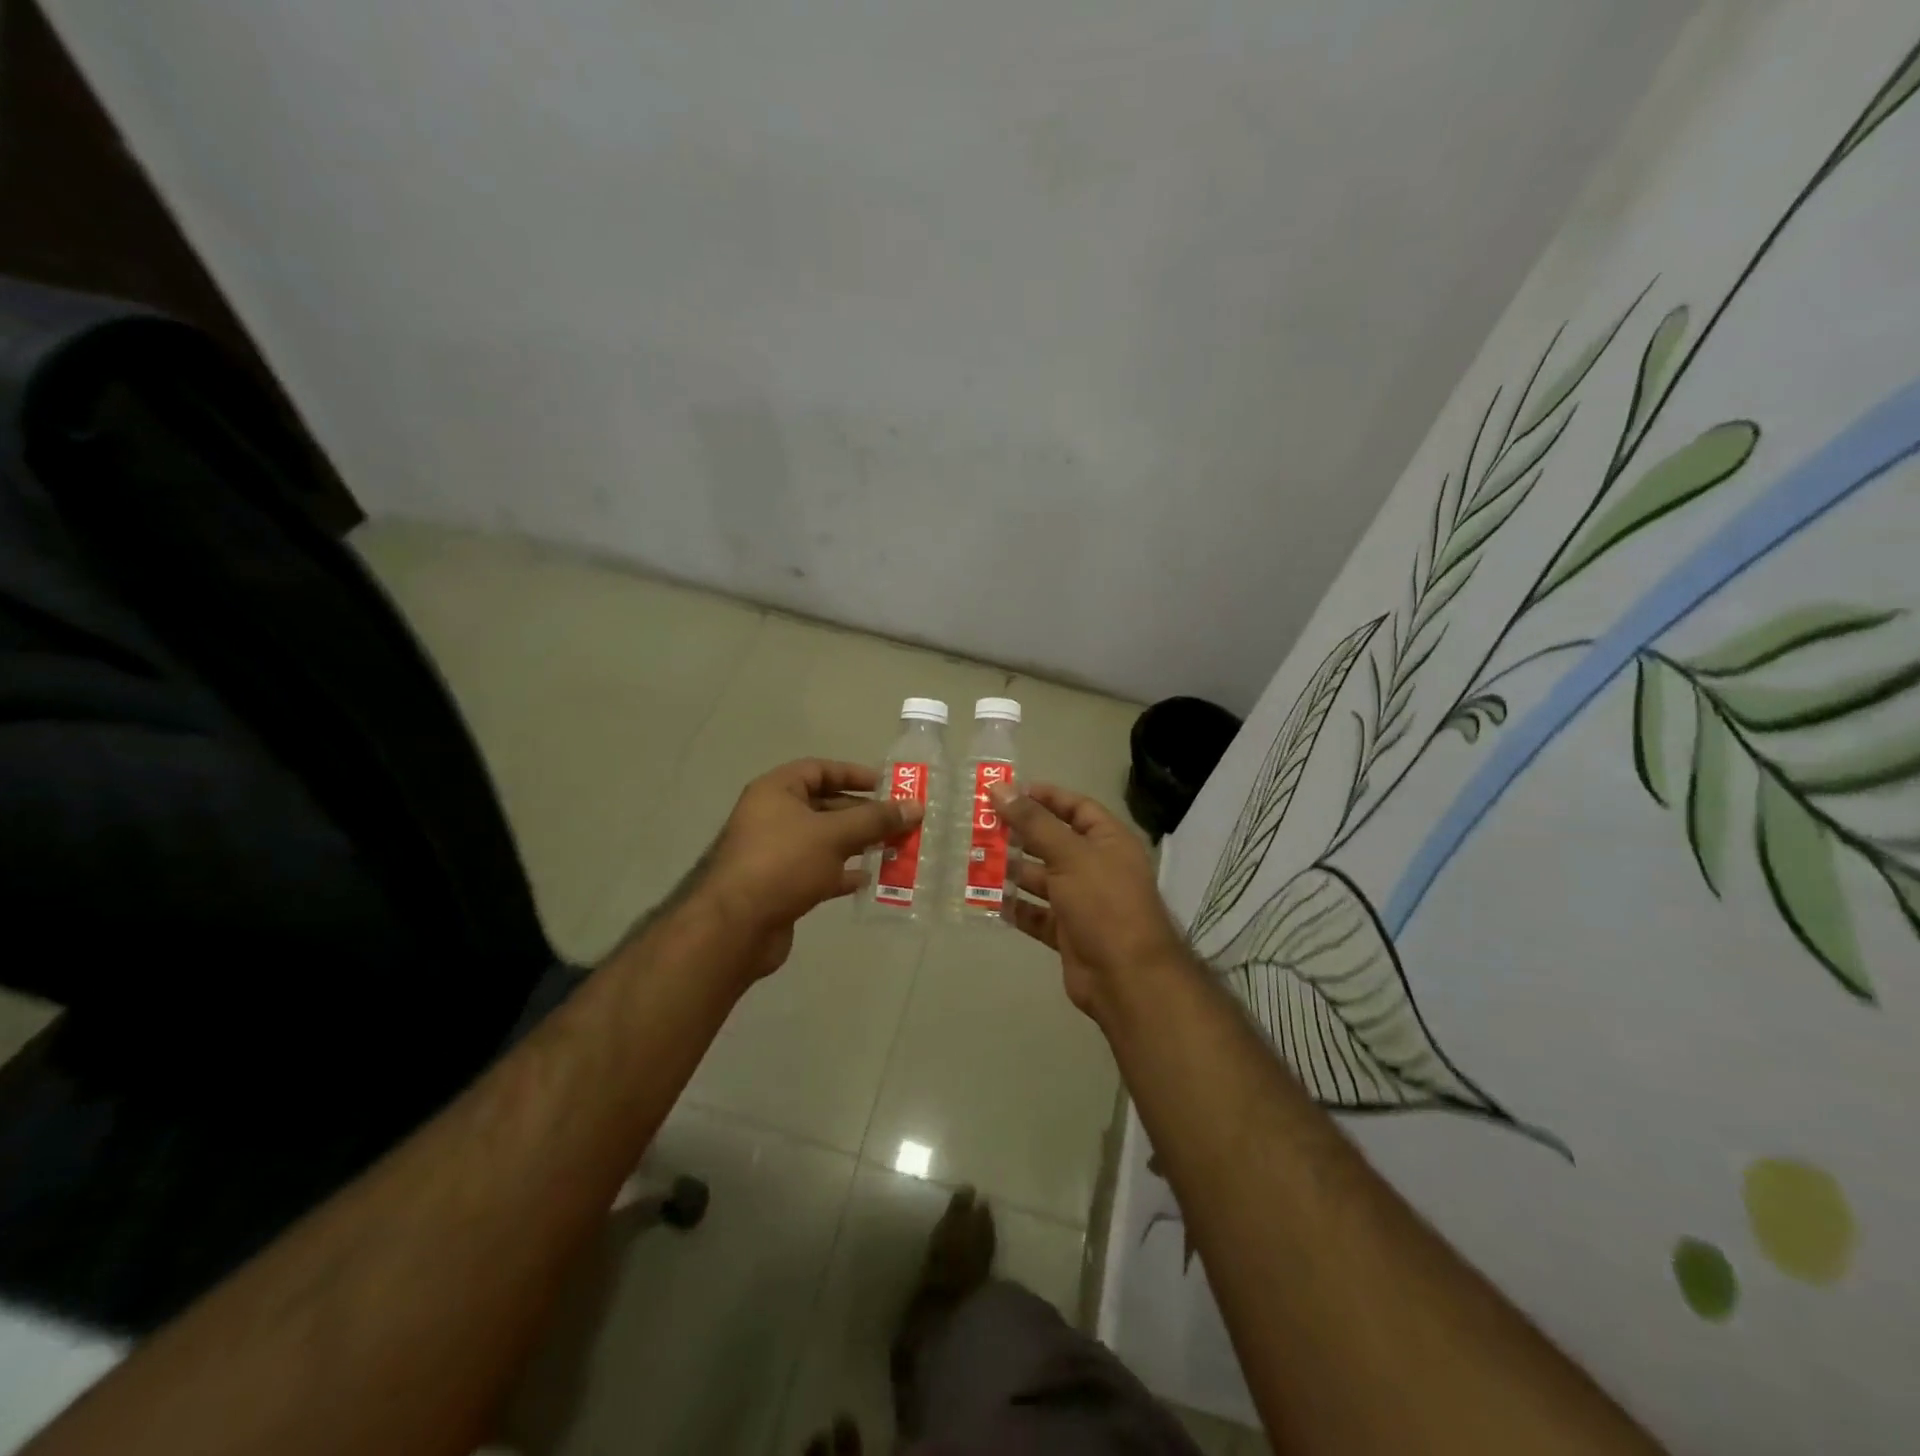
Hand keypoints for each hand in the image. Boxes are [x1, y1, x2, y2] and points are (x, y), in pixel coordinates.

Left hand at [696, 759, 919, 979]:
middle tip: (900, 822)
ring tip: (895, 849)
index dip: (853, 774)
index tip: (887, 786)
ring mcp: (776, 853)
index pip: (820, 770)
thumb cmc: (784, 863)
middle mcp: (773, 817)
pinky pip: (819, 871)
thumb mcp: (834, 835)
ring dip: (858, 844)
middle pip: (826, 806)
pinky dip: (843, 873)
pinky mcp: (782, 885)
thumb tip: (916, 806)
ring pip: (825, 841)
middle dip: (863, 814)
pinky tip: (870, 879)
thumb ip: (876, 819)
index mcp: (777, 791)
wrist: (737, 927)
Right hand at [990, 783, 1187, 1022]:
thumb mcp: (1069, 855)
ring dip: (1011, 871)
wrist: (1127, 978)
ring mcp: (1082, 901)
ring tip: (974, 860)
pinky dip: (1015, 907)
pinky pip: (1036, 913)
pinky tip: (986, 899)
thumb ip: (1033, 822)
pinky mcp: (1067, 932)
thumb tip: (1000, 788)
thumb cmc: (1104, 903)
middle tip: (979, 826)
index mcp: (1108, 841)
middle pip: (1053, 842)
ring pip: (1041, 879)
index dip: (1044, 797)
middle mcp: (1096, 867)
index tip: (1007, 792)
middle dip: (1019, 835)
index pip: (1076, 807)